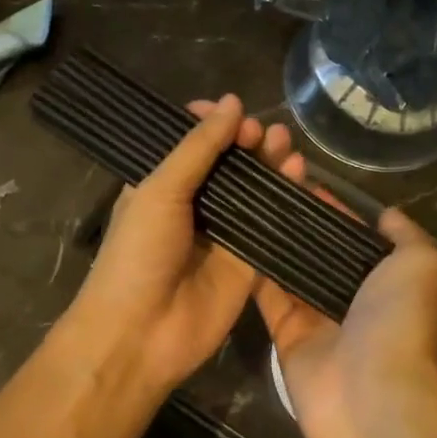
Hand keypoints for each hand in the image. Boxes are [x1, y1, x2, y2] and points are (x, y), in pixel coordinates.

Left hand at [63, 94, 290, 399]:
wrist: (140, 334)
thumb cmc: (137, 254)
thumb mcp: (159, 190)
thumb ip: (198, 148)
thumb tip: (232, 103)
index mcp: (161, 185)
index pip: (191, 143)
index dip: (212, 123)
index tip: (231, 109)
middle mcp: (194, 206)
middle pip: (229, 164)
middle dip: (246, 141)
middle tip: (262, 132)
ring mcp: (224, 235)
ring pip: (255, 191)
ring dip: (271, 164)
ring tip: (285, 144)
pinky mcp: (250, 263)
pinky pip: (273, 225)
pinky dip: (288, 199)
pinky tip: (299, 176)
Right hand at [251, 147, 436, 437]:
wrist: (372, 397)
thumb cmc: (399, 323)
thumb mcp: (421, 265)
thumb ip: (406, 236)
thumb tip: (388, 214)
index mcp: (384, 282)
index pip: (353, 237)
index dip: (332, 210)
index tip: (303, 180)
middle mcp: (351, 299)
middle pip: (319, 254)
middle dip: (298, 225)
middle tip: (267, 190)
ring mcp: (317, 320)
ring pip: (291, 273)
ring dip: (273, 244)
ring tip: (247, 205)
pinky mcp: (286, 338)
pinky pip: (268, 300)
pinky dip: (255, 274)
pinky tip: (236, 239)